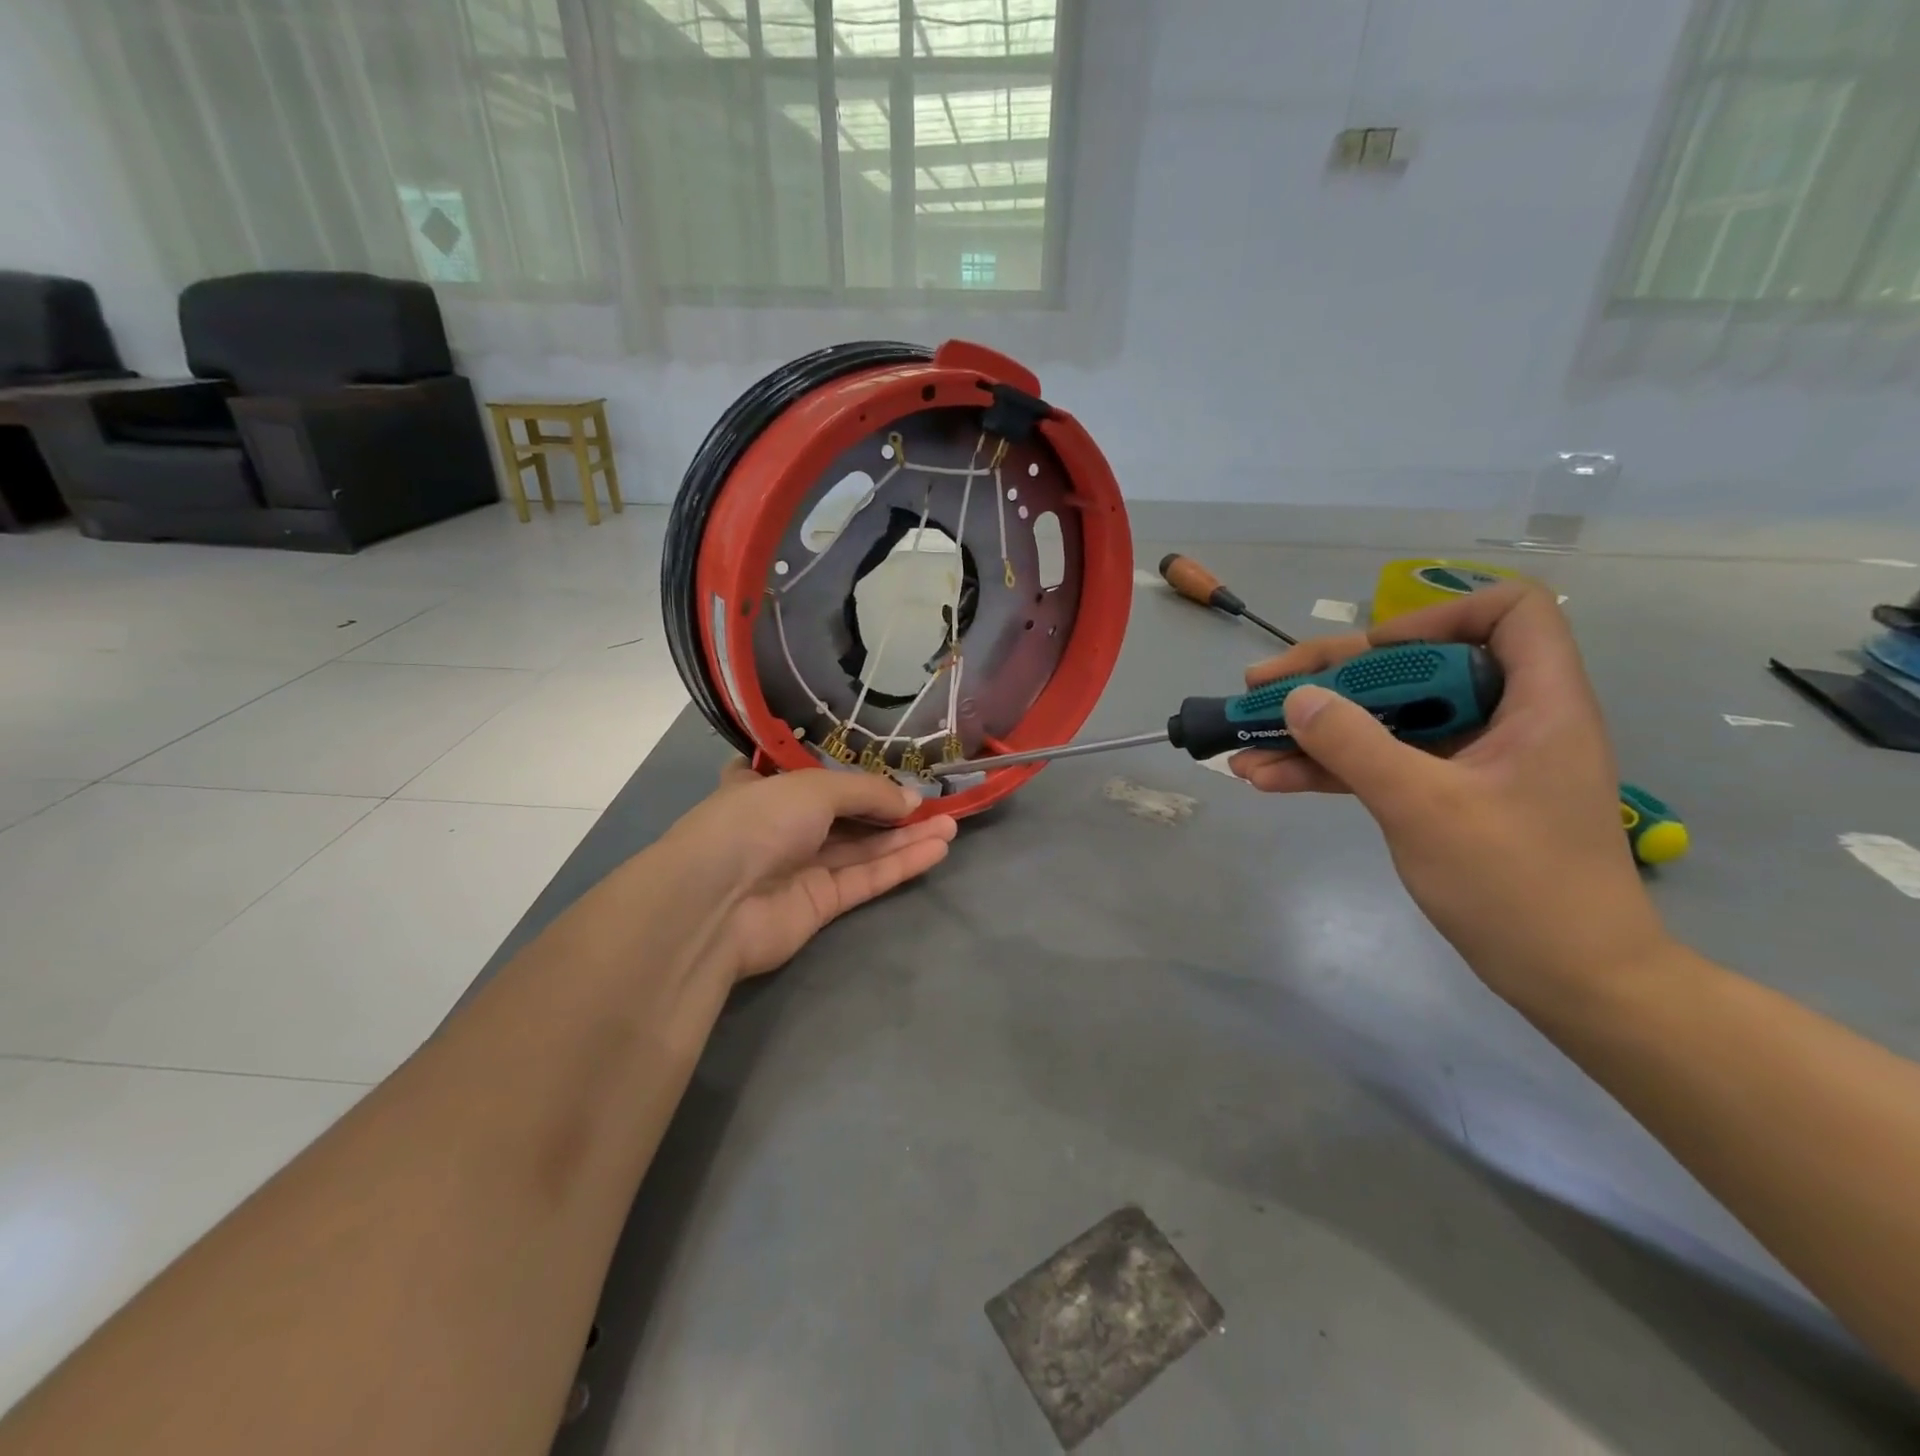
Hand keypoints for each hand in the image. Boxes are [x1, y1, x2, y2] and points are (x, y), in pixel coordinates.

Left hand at [663, 761, 956, 982]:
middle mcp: (784, 824)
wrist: (716, 903)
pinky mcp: (821, 903)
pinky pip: (867, 877)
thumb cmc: (757, 821)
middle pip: (847, 812)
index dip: (847, 768)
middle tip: (937, 799)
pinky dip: (900, 863)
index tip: (886, 761)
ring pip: (863, 847)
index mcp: (766, 786)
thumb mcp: (815, 787)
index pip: (808, 773)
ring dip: (906, 836)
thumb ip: (868, 792)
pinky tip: (937, 847)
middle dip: (890, 806)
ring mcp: (802, 865)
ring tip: (952, 823)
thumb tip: (912, 801)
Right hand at [1230, 583, 1667, 1006]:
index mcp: (1537, 702)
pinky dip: (1329, 768)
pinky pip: (1381, 763)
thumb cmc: (1517, 885)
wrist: (1571, 980)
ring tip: (1246, 740)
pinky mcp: (1446, 797)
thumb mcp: (1424, 807)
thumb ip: (1355, 745)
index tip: (1371, 653)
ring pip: (1386, 719)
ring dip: (1315, 728)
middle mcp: (1505, 719)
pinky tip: (1270, 779)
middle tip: (1262, 687)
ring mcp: (1471, 761)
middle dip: (1332, 676)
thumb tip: (1297, 698)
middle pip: (1415, 667)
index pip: (1509, 613)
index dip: (1437, 616)